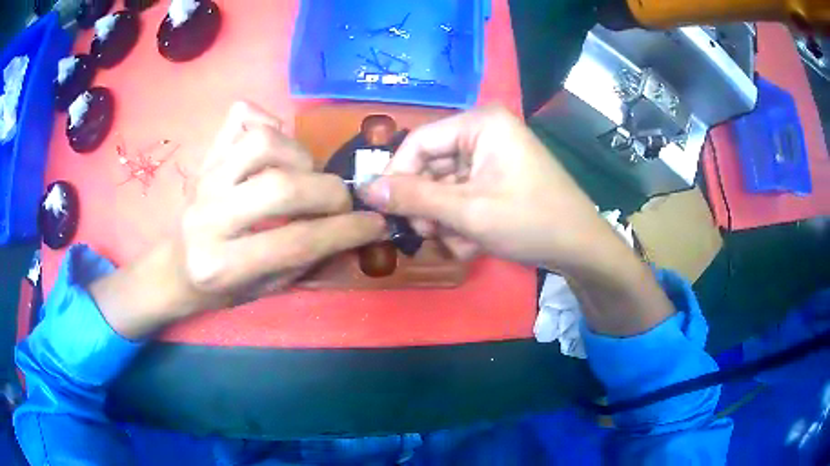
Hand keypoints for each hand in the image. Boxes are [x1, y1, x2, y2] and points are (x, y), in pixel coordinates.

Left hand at [90, 102, 385, 337]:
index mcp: (221, 265)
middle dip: (330, 193)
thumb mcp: (264, 290)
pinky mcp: (205, 157)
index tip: (376, 224)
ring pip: (264, 142)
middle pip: (281, 187)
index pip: (295, 242)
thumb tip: (354, 232)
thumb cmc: (219, 288)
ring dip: (301, 156)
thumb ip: (308, 261)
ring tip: (306, 175)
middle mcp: (208, 217)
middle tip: (343, 203)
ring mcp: (204, 179)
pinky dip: (269, 121)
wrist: (173, 269)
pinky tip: (277, 147)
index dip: (346, 231)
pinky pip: (241, 117)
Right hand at [360, 106, 616, 272]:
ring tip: (459, 244)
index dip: (398, 175)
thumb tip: (367, 189)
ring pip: (446, 186)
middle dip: (428, 205)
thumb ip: (415, 197)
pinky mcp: (499, 178)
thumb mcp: (468, 211)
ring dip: (446, 219)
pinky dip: (463, 221)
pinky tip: (474, 244)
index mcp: (481, 123)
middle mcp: (485, 132)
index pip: (419, 141)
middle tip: (427, 234)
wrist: (581, 249)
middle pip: (432, 165)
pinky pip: (465, 195)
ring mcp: (493, 157)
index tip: (386, 209)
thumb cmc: (529, 221)